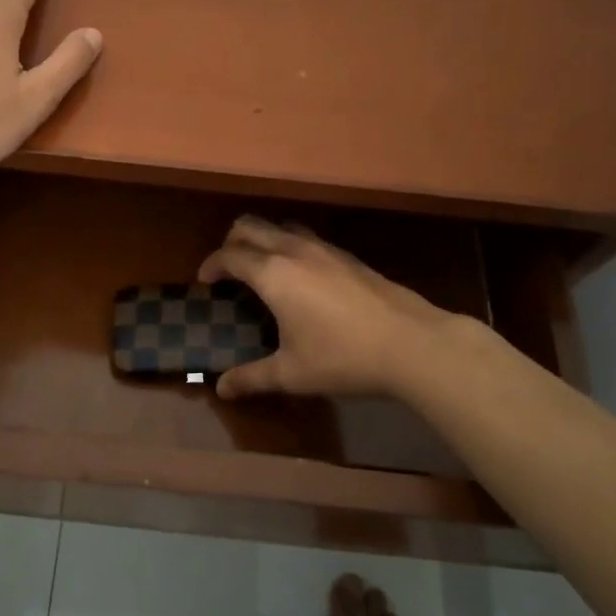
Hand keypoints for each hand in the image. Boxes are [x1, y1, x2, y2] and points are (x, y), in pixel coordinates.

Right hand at [197, 216, 475, 400]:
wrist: (411, 343)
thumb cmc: (342, 358)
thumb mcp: (292, 373)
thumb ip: (252, 377)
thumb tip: (221, 389)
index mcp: (272, 273)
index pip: (229, 256)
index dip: (211, 265)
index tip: (204, 281)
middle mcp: (293, 250)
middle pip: (250, 226)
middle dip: (231, 242)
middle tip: (227, 269)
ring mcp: (324, 249)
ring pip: (280, 227)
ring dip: (262, 239)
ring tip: (261, 269)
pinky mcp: (347, 256)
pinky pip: (306, 238)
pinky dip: (289, 246)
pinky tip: (301, 278)